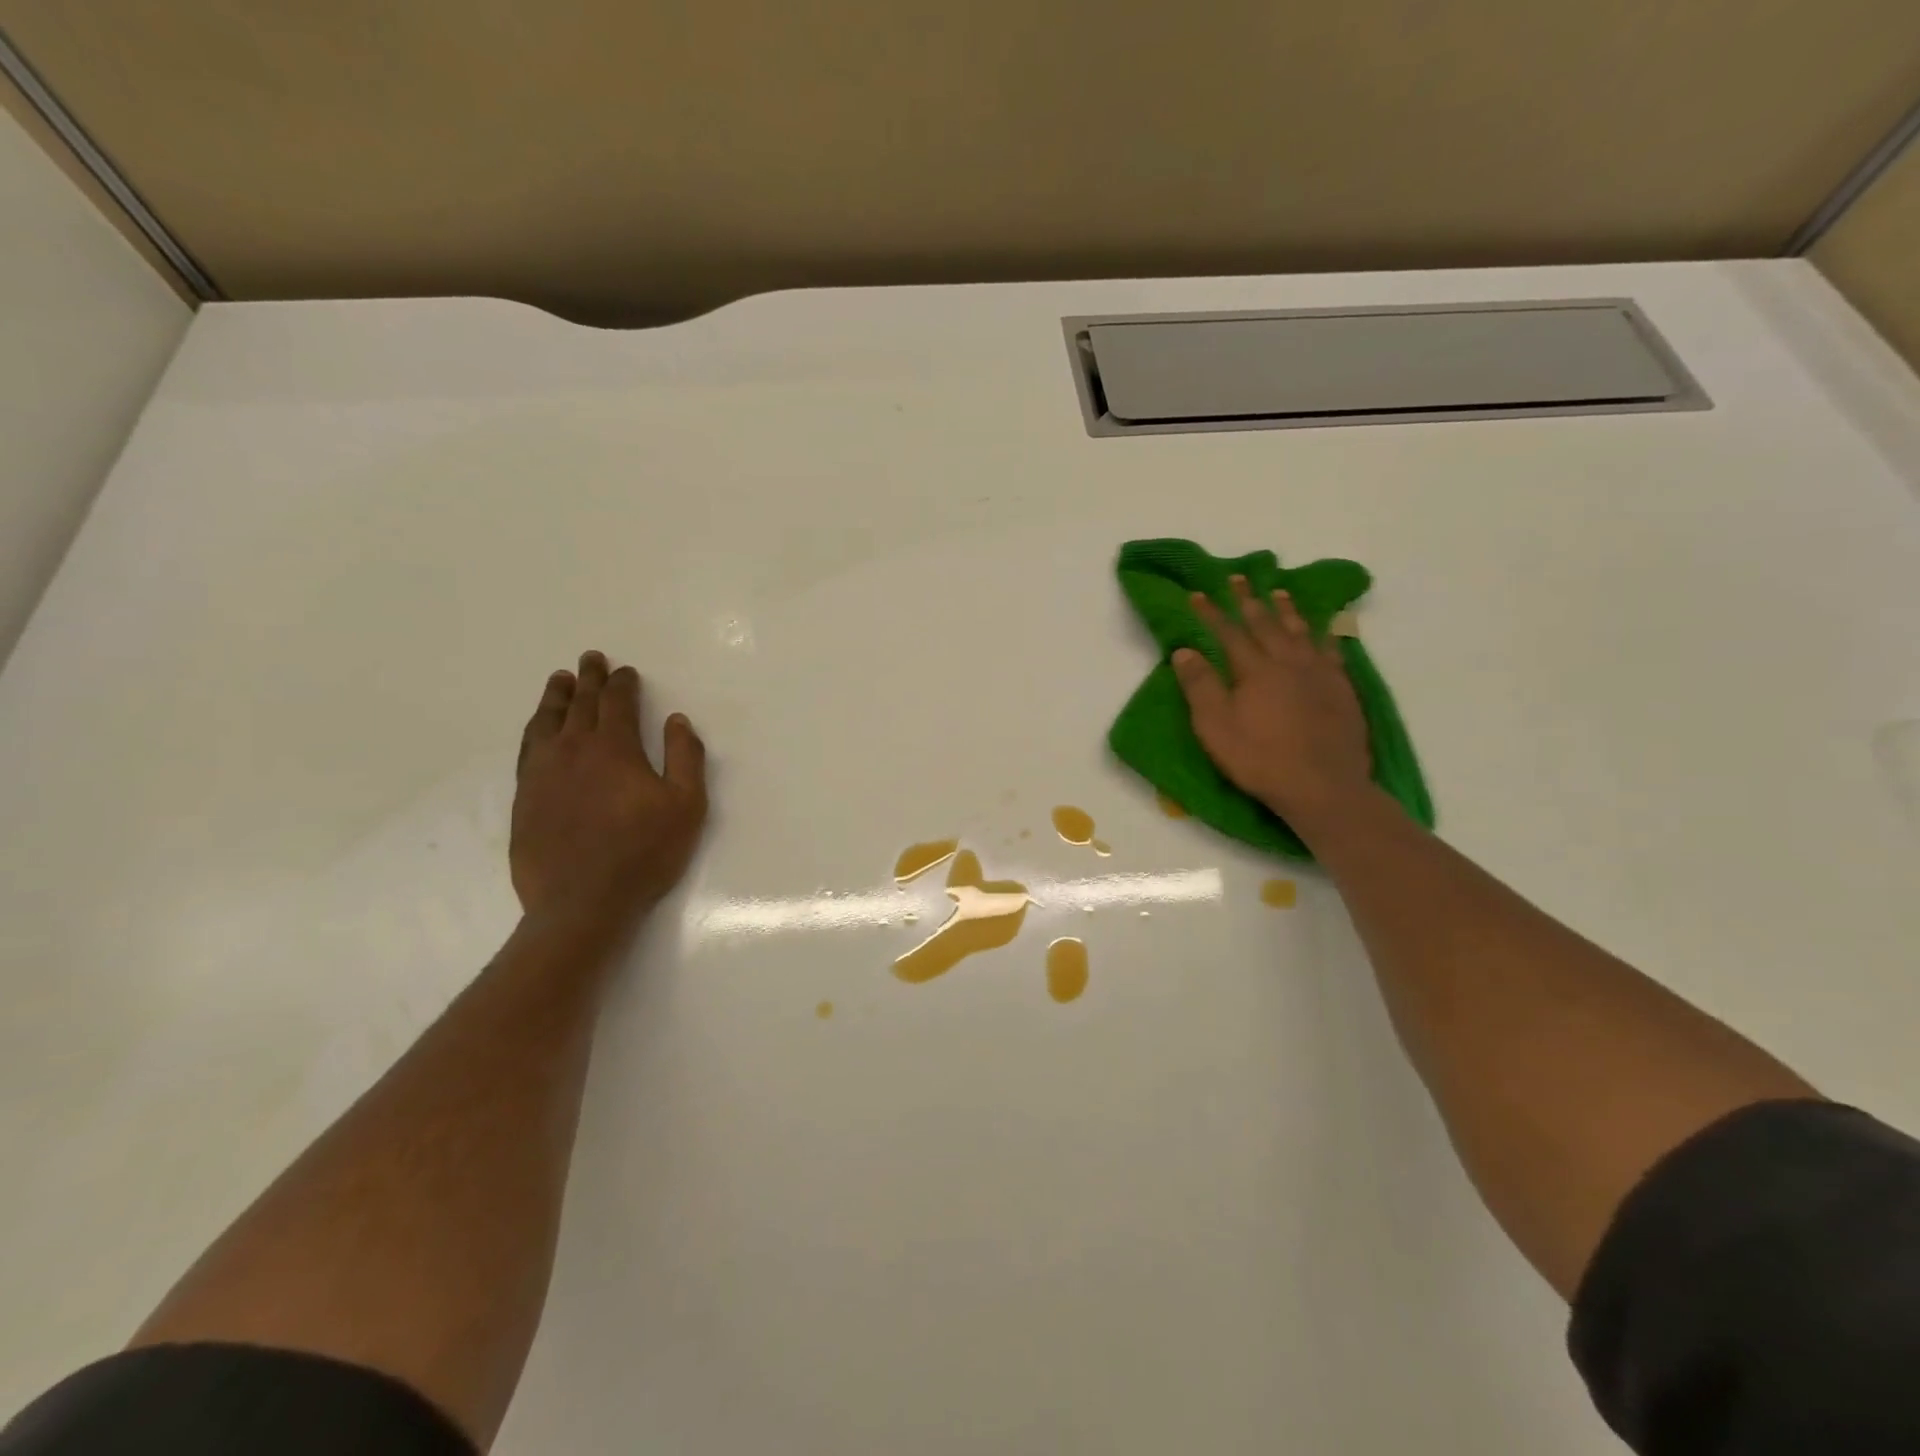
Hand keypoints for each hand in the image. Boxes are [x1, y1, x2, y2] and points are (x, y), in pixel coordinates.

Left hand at [511, 651, 707, 928]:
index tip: (627, 672)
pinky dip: (535, 729)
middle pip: (581, 704)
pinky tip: (539, 728)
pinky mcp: (525, 797)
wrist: (581, 902)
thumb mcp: (686, 806)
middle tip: (591, 659)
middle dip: (590, 679)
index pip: (617, 703)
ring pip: (547, 722)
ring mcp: (543, 773)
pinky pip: (528, 749)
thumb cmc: (644, 853)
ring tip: (560, 681)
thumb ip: (685, 757)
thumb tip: (678, 721)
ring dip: (556, 697)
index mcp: (614, 748)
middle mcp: (573, 750)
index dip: (623, 684)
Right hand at [1173, 576, 1372, 833]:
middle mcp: (1288, 662)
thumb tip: (1184, 650)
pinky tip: (1324, 631)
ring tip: (1279, 592)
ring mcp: (1319, 673)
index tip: (1198, 593)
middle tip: (1239, 578)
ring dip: (1287, 610)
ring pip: (1300, 631)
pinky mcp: (1342, 689)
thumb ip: (1200, 686)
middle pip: (1265, 624)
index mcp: (1254, 670)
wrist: (1323, 785)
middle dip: (1248, 600)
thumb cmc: (1260, 759)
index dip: (1211, 613)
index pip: (1228, 633)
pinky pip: (1331, 651)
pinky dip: (1324, 635)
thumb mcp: (1216, 726)